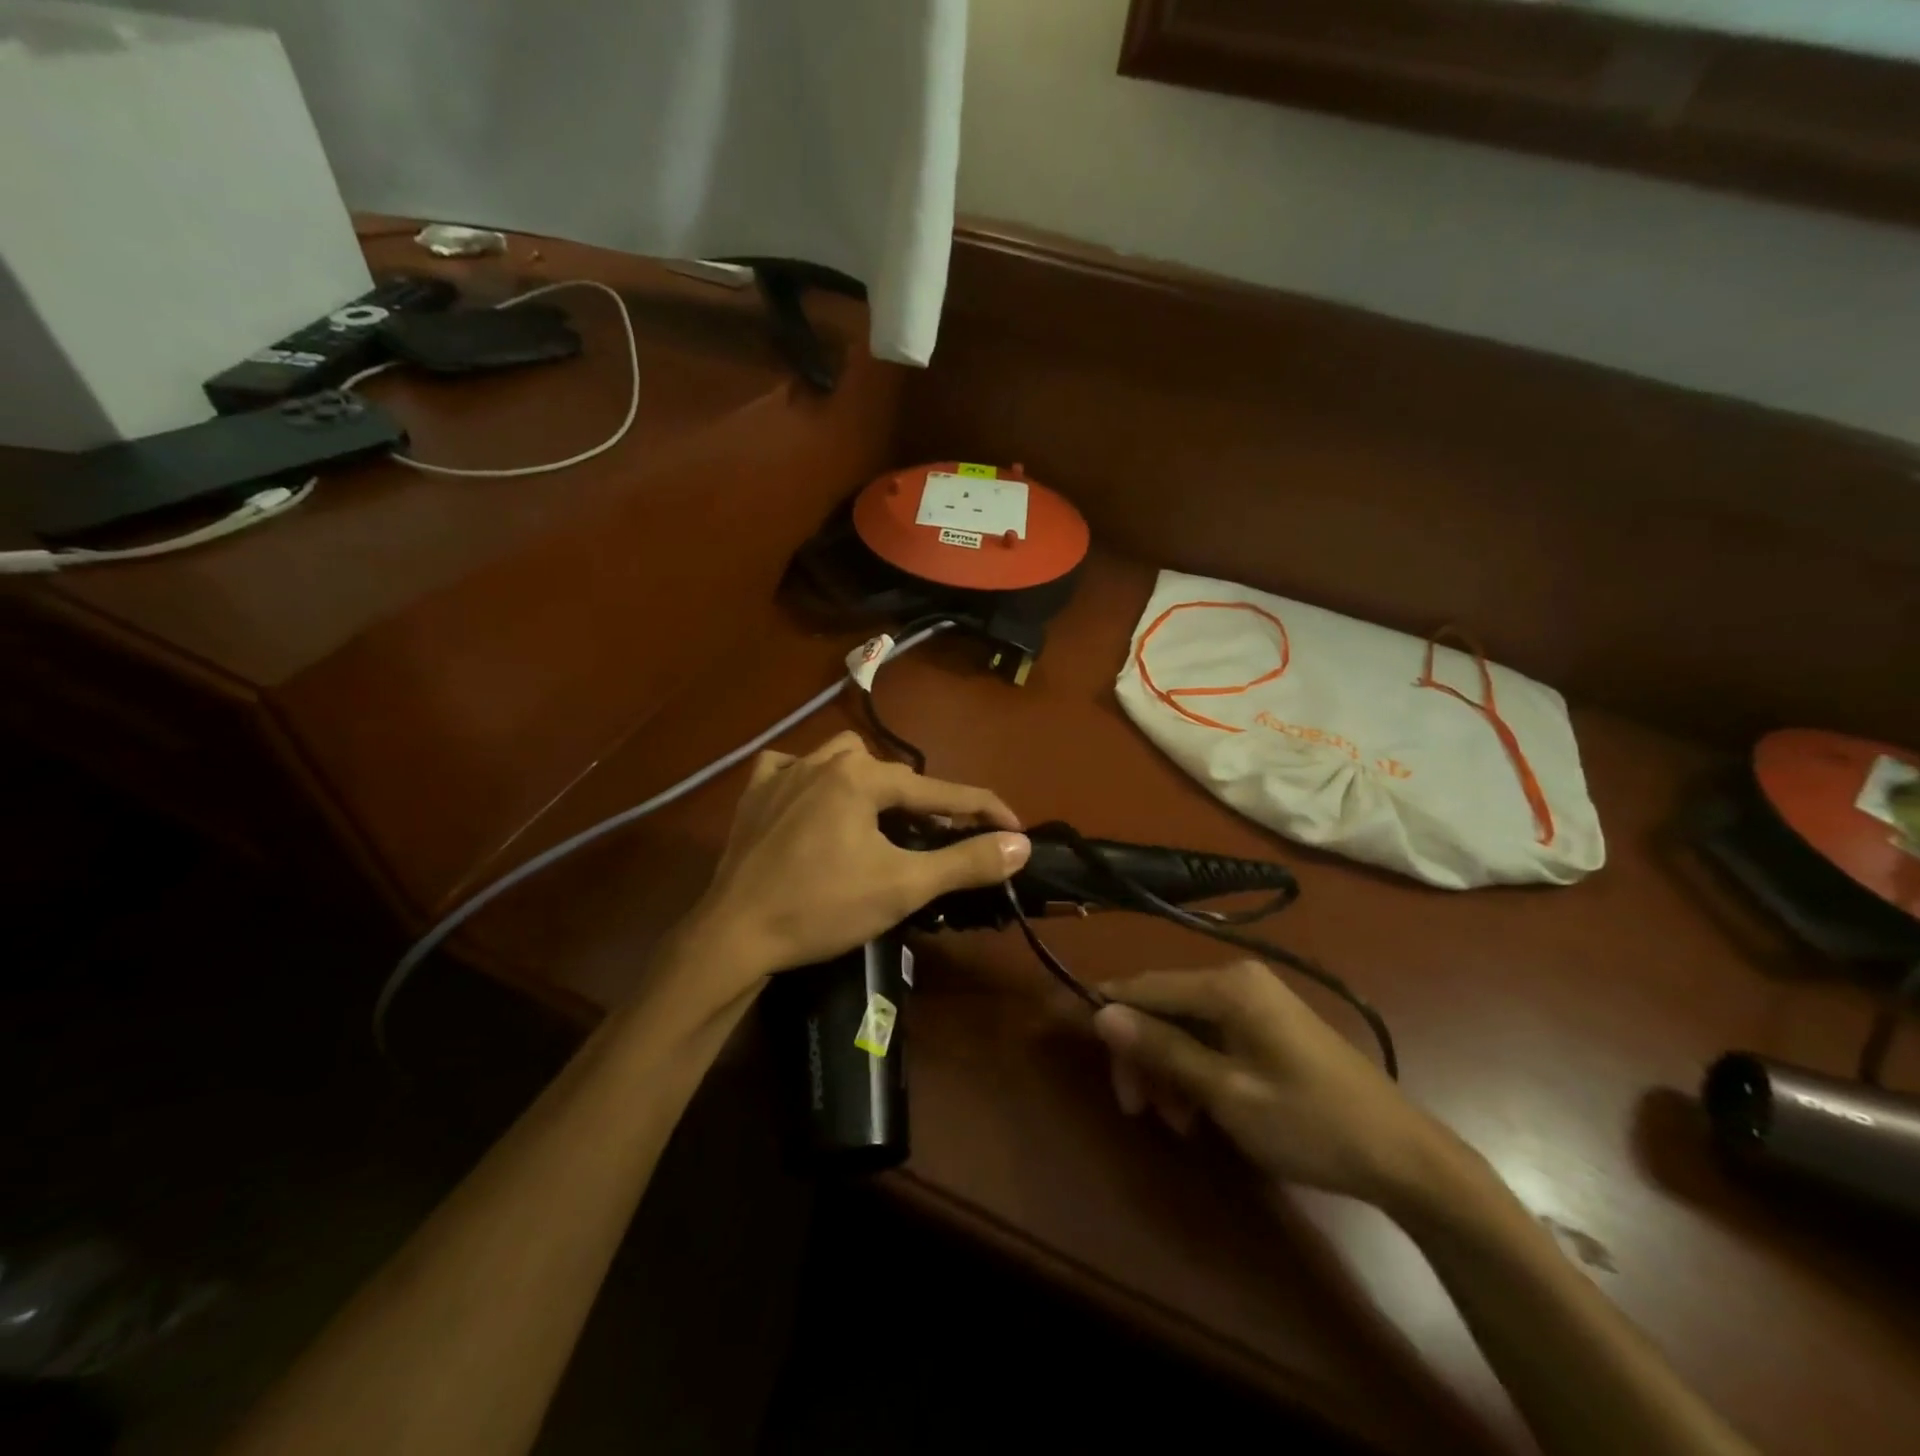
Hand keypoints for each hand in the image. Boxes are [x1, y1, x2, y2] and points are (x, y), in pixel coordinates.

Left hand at [688, 732, 1029, 992]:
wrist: (734, 934)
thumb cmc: (823, 908)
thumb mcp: (903, 886)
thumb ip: (965, 862)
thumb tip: (1019, 844)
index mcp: (862, 777)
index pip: (939, 790)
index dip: (983, 810)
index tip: (1014, 827)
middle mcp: (824, 761)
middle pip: (893, 775)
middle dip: (924, 804)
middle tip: (941, 840)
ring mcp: (783, 773)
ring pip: (843, 760)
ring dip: (870, 782)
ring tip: (879, 817)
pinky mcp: (754, 793)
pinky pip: (790, 767)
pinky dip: (810, 778)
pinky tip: (813, 800)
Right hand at [1093, 962, 1461, 1212]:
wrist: (1403, 1157)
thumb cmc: (1310, 1123)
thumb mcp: (1227, 1093)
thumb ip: (1162, 1049)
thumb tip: (1101, 1013)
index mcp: (1227, 985)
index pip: (1145, 986)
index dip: (1105, 1009)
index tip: (1070, 1034)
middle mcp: (1236, 980)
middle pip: (1163, 1007)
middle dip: (1143, 1055)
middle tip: (1136, 1109)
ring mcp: (1254, 1001)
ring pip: (1184, 1026)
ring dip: (1168, 1069)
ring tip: (1177, 1123)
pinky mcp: (1266, 1025)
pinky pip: (1211, 1037)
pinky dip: (1195, 1070)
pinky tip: (1199, 1112)